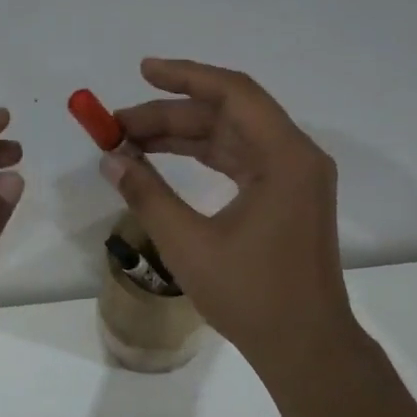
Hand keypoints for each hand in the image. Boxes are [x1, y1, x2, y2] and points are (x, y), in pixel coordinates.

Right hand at [104, 59, 359, 385]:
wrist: (305, 346)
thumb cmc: (251, 295)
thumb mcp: (188, 244)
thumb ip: (147, 194)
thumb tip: (111, 159)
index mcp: (285, 158)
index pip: (233, 94)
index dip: (184, 77)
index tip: (142, 71)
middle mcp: (296, 158)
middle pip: (228, 116)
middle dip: (171, 116)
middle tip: (117, 126)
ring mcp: (294, 180)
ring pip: (232, 139)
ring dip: (184, 137)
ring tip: (130, 142)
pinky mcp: (287, 200)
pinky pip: (240, 162)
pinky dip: (203, 159)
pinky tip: (166, 161)